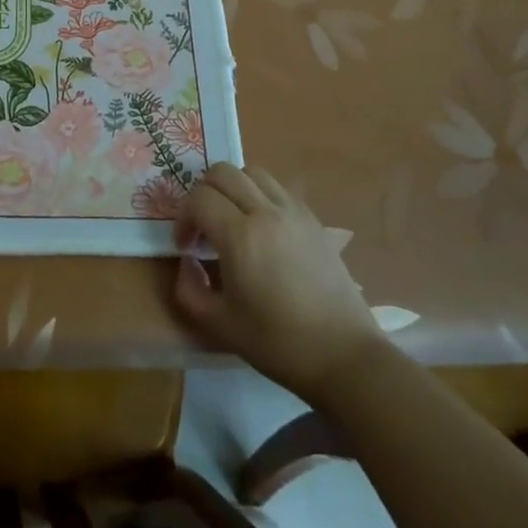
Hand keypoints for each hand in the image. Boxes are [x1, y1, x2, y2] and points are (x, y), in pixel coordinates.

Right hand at [174, 162, 379, 398]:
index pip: (198, 198)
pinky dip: (259, 194)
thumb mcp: (219, 324)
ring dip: (232, 189)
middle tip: (204, 228)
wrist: (344, 355)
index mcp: (240, 236)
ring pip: (251, 172)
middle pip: (221, 172)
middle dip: (202, 194)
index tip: (186, 248)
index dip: (183, 219)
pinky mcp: (313, 219)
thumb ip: (188, 288)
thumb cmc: (278, 343)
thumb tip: (187, 261)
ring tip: (232, 220)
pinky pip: (277, 187)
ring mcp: (293, 212)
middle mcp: (265, 212)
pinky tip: (261, 228)